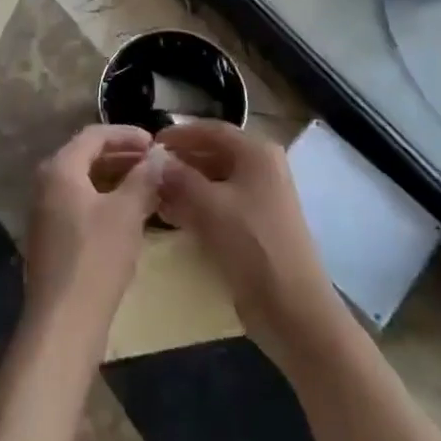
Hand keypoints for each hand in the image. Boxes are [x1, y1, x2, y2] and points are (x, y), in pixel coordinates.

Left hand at [22, 124, 163, 340]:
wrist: (63, 325)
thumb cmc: (96, 259)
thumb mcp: (127, 213)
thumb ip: (144, 178)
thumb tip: (159, 156)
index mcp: (60, 169)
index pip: (95, 135)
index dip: (127, 134)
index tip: (155, 143)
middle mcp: (47, 184)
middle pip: (87, 156)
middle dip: (123, 155)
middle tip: (155, 163)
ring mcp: (46, 213)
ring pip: (85, 182)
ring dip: (116, 179)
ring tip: (148, 186)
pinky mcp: (51, 239)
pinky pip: (80, 204)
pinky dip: (105, 200)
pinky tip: (130, 215)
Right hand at [157, 120, 345, 369]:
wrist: (293, 309)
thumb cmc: (253, 246)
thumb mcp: (211, 207)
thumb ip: (180, 179)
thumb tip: (154, 161)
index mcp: (256, 153)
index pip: (212, 130)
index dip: (180, 134)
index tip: (150, 142)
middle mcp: (261, 168)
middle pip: (214, 154)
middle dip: (181, 161)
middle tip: (147, 171)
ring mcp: (261, 198)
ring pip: (216, 181)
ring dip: (186, 185)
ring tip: (153, 194)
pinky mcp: (256, 226)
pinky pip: (221, 205)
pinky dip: (198, 206)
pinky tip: (173, 216)